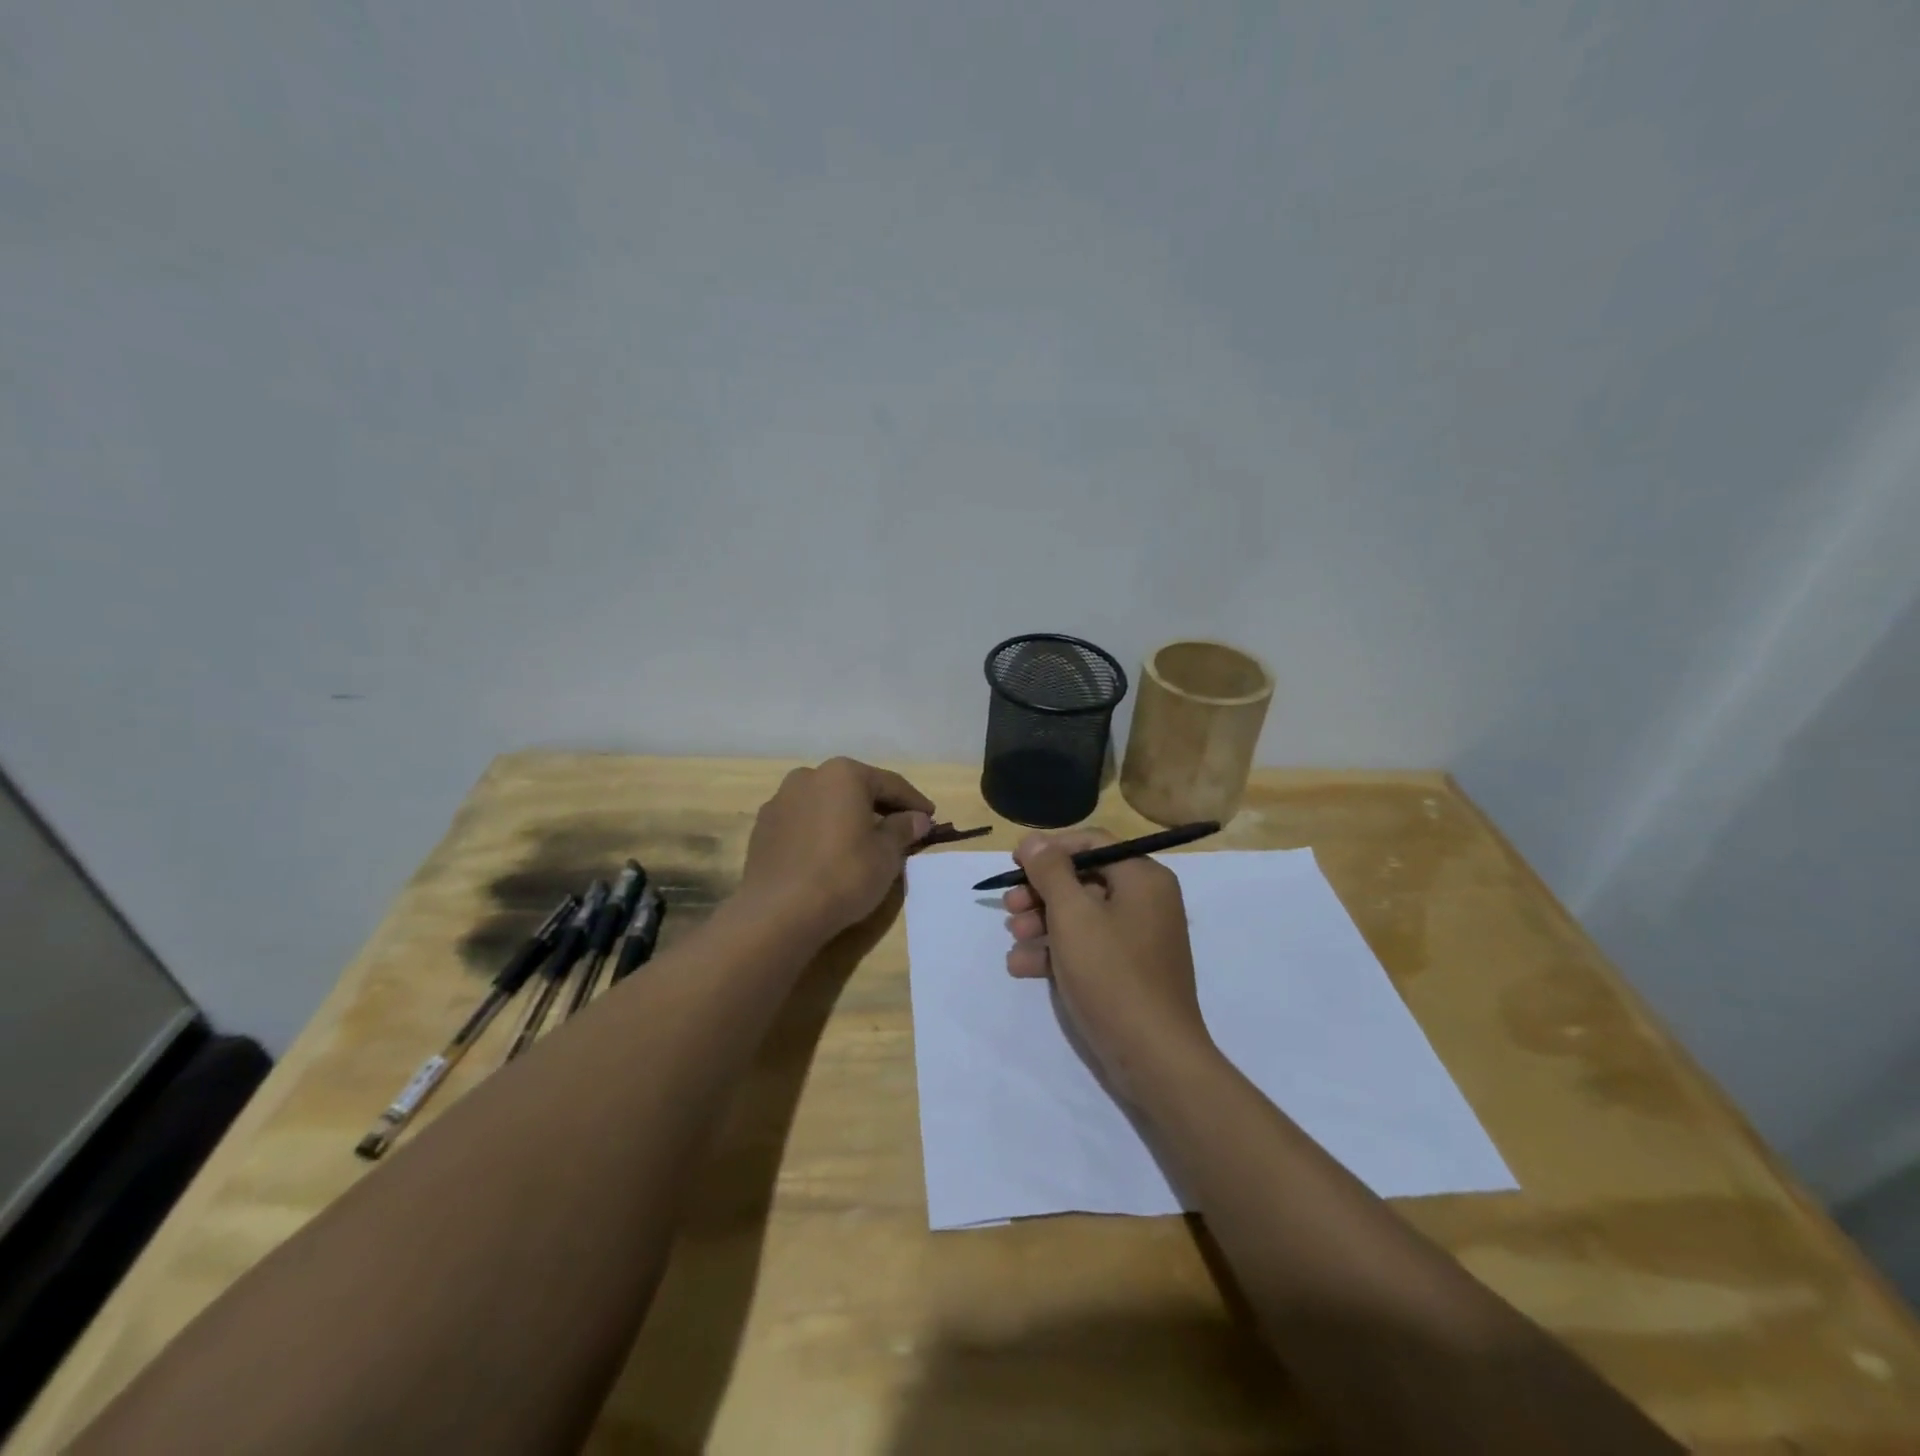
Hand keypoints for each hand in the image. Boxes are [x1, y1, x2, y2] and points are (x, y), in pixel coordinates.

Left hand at [739, 757, 933, 939]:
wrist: (779, 912)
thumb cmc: (844, 875)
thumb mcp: (886, 854)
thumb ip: (903, 829)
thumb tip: (917, 818)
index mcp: (843, 774)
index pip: (889, 783)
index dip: (914, 802)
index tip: (930, 817)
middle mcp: (808, 776)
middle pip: (854, 789)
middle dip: (878, 807)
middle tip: (901, 828)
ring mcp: (780, 801)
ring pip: (825, 804)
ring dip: (846, 817)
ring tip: (863, 842)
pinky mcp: (762, 828)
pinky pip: (803, 823)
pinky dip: (821, 832)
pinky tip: (829, 854)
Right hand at [1003, 830, 1214, 1100]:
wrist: (1153, 1057)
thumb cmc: (1112, 974)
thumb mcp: (1073, 915)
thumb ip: (1051, 871)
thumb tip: (1034, 839)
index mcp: (1143, 878)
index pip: (1093, 843)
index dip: (1051, 849)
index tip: (1016, 864)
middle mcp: (1145, 901)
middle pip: (1084, 880)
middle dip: (1041, 892)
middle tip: (1009, 906)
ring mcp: (1138, 938)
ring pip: (1081, 915)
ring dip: (1042, 923)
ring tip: (1013, 938)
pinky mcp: (1127, 971)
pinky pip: (1088, 947)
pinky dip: (1057, 951)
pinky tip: (1022, 966)